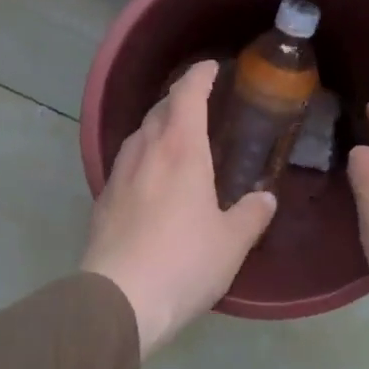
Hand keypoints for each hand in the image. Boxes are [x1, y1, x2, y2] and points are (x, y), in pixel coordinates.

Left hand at [82, 61, 276, 356]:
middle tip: (200, 103)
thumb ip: (251, 215)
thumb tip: (265, 198)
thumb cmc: (184, 262)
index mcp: (180, 150)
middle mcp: (145, 152)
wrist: (119, 300)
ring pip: (138, 135)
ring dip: (157, 126)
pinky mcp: (102, 201)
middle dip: (179, 98)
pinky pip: (126, 163)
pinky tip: (151, 178)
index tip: (212, 67)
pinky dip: (143, 156)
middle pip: (159, 110)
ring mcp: (118, 175)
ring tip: (175, 137)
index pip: (187, 94)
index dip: (199, 75)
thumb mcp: (231, 242)